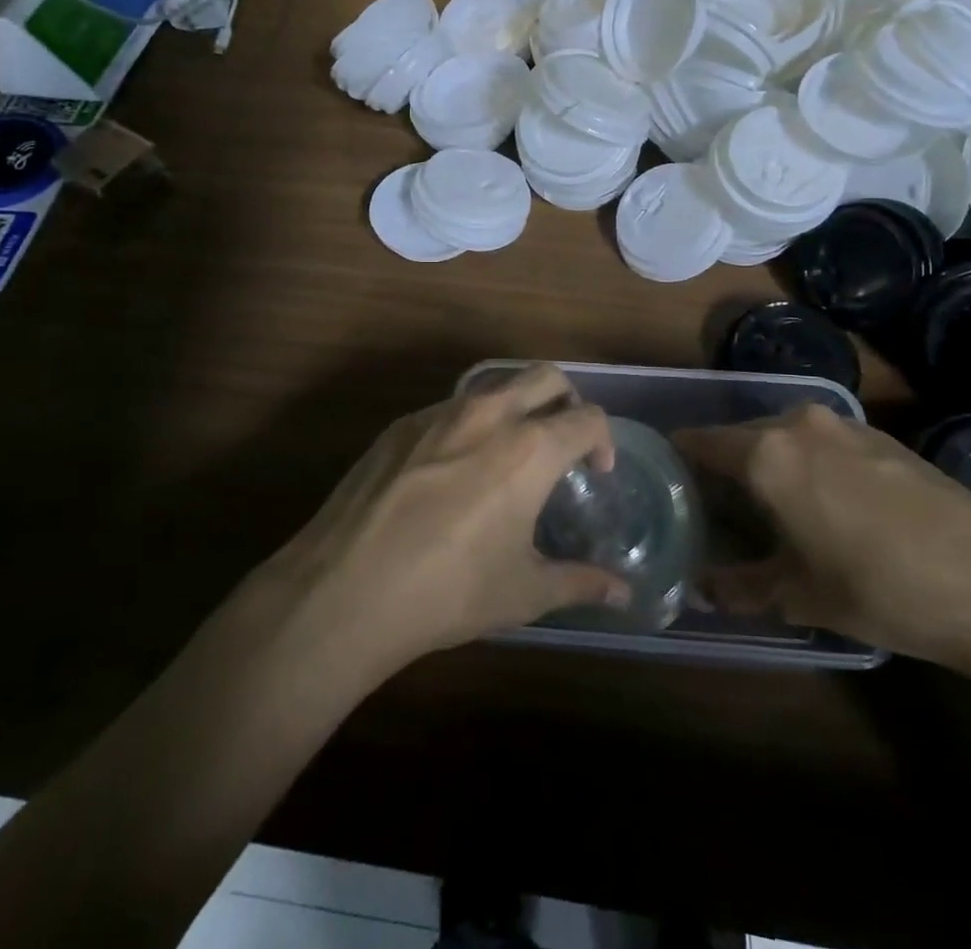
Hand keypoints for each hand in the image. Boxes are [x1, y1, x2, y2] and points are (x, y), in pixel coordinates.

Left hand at [258, 365, 630, 676]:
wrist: (346, 589)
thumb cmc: (449, 591)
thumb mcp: (523, 592)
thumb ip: (580, 582)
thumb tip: (624, 593)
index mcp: (531, 447)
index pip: (588, 417)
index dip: (603, 441)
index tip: (596, 471)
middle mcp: (490, 414)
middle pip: (546, 376)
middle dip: (567, 401)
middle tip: (562, 442)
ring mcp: (440, 412)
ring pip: (495, 385)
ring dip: (516, 406)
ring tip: (509, 454)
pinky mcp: (401, 424)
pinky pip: (450, 407)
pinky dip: (469, 424)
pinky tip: (454, 470)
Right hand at [674, 406, 970, 671]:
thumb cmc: (880, 589)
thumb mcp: (800, 596)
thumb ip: (740, 587)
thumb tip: (700, 594)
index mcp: (766, 454)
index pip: (700, 442)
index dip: (679, 459)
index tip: (668, 480)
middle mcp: (798, 423)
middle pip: (742, 436)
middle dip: (726, 466)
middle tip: (719, 506)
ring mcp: (844, 424)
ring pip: (784, 436)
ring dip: (771, 463)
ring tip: (773, 506)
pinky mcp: (881, 435)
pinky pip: (823, 441)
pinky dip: (810, 462)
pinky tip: (829, 503)